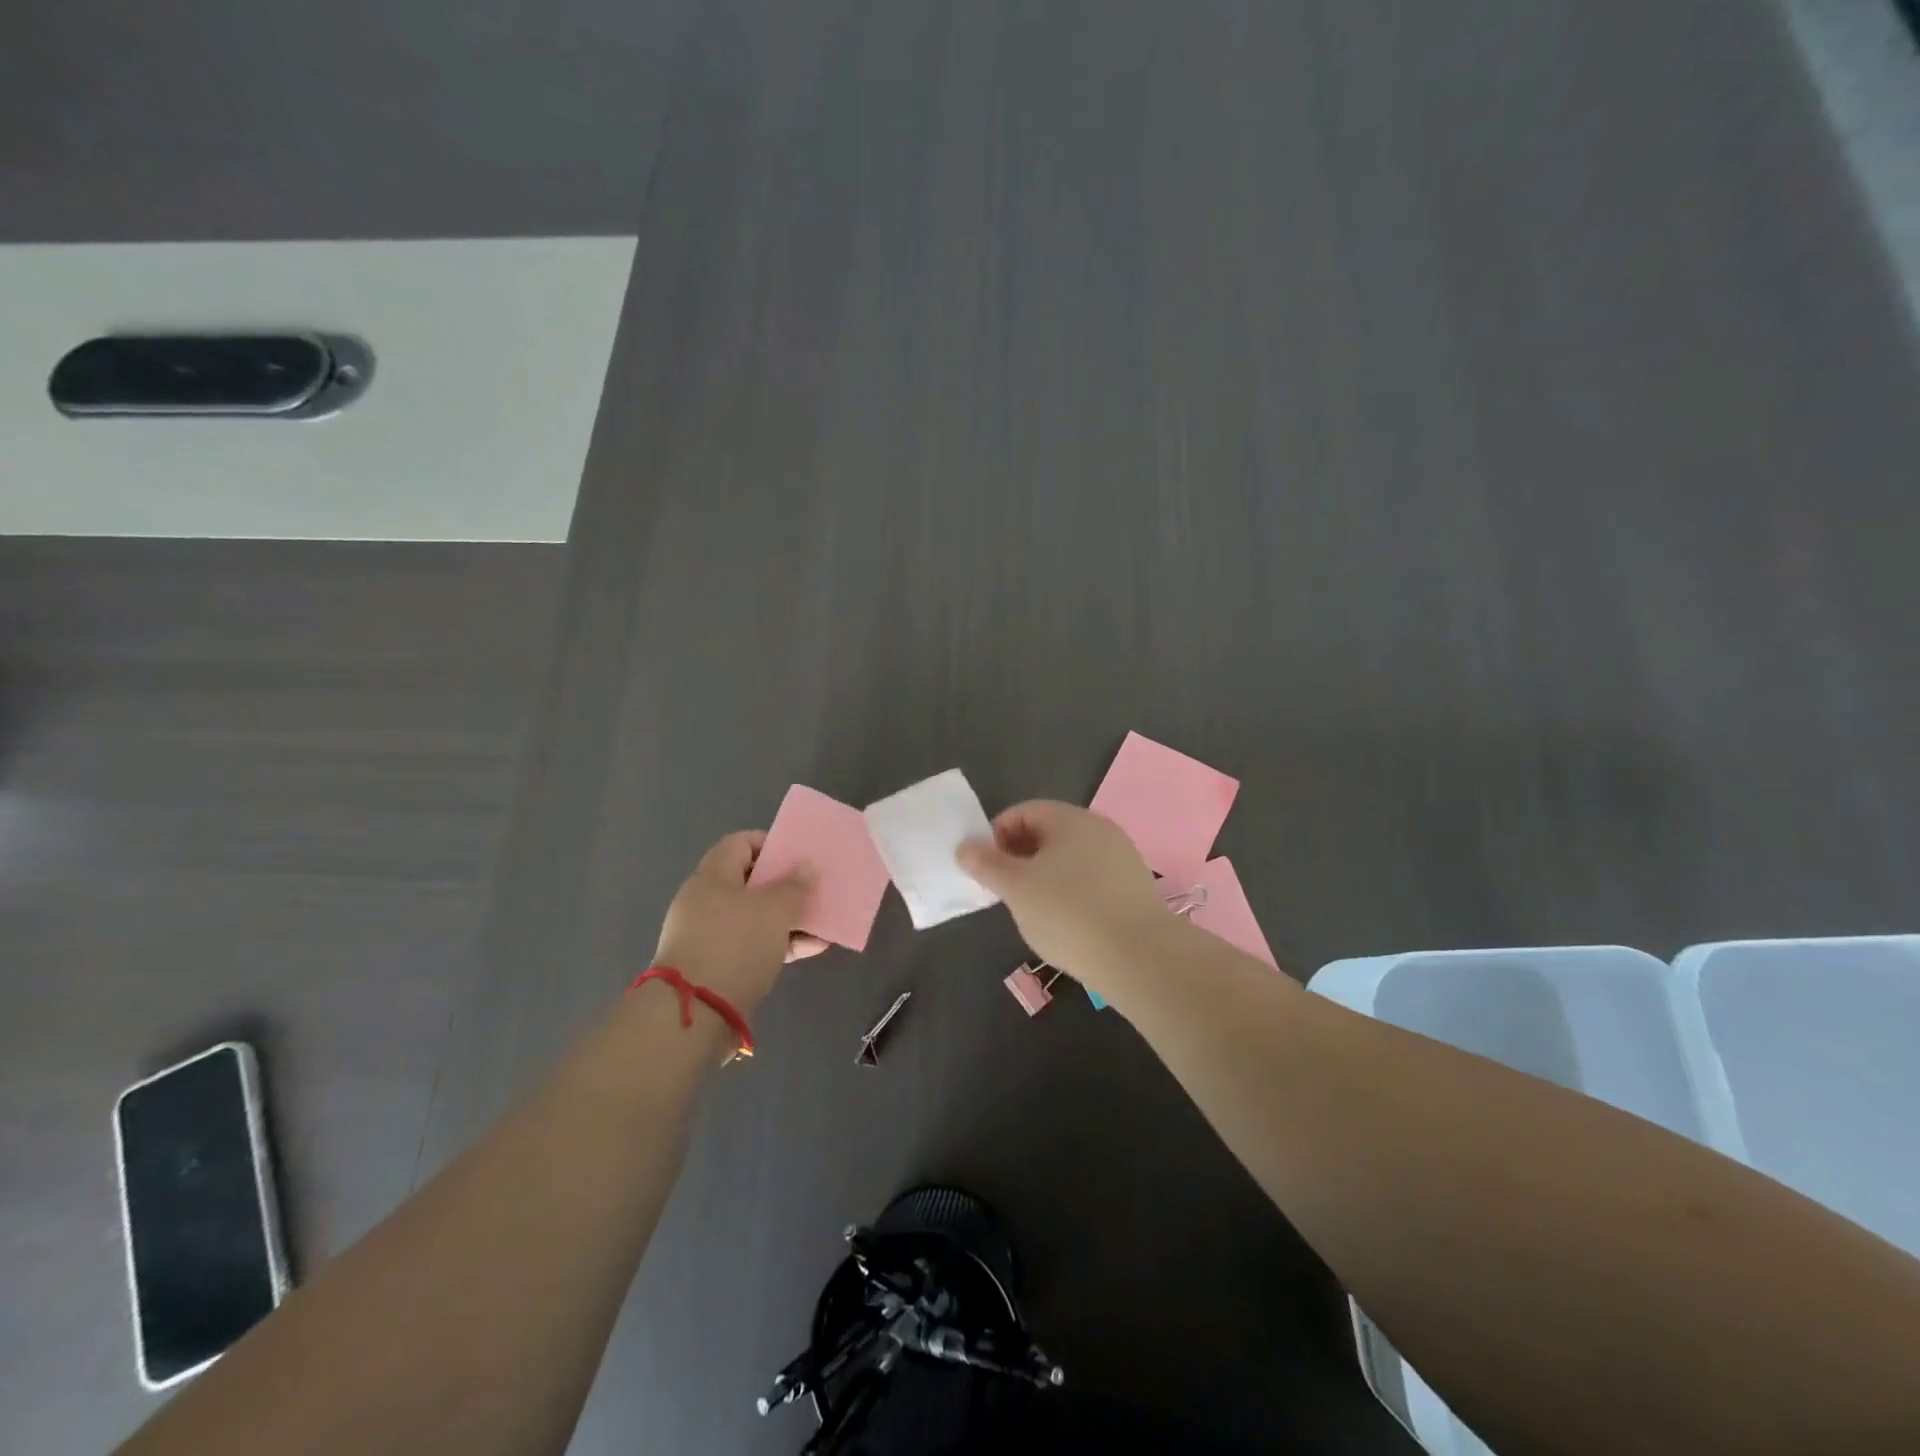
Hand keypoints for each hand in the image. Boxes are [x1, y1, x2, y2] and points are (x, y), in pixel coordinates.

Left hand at [653, 831, 827, 1014]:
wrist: (695, 1014)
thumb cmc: (735, 946)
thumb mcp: (774, 910)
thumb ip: (794, 886)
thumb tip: (805, 866)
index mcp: (713, 877)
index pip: (741, 843)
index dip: (771, 844)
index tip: (799, 856)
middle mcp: (706, 901)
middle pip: (750, 882)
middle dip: (785, 885)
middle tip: (814, 889)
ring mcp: (708, 936)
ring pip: (755, 917)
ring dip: (788, 918)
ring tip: (821, 922)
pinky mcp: (716, 966)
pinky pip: (753, 945)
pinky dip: (779, 944)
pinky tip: (811, 949)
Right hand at [955, 801, 1168, 980]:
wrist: (1140, 956)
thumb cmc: (1068, 913)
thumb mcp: (1016, 888)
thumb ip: (987, 864)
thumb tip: (964, 846)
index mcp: (1069, 818)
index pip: (1023, 812)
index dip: (997, 835)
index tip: (985, 868)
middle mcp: (1098, 828)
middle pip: (1048, 832)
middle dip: (1019, 856)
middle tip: (1004, 890)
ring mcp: (1121, 856)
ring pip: (1070, 857)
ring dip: (1044, 875)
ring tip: (1032, 910)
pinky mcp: (1134, 886)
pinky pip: (1091, 878)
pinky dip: (1071, 891)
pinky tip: (1067, 922)